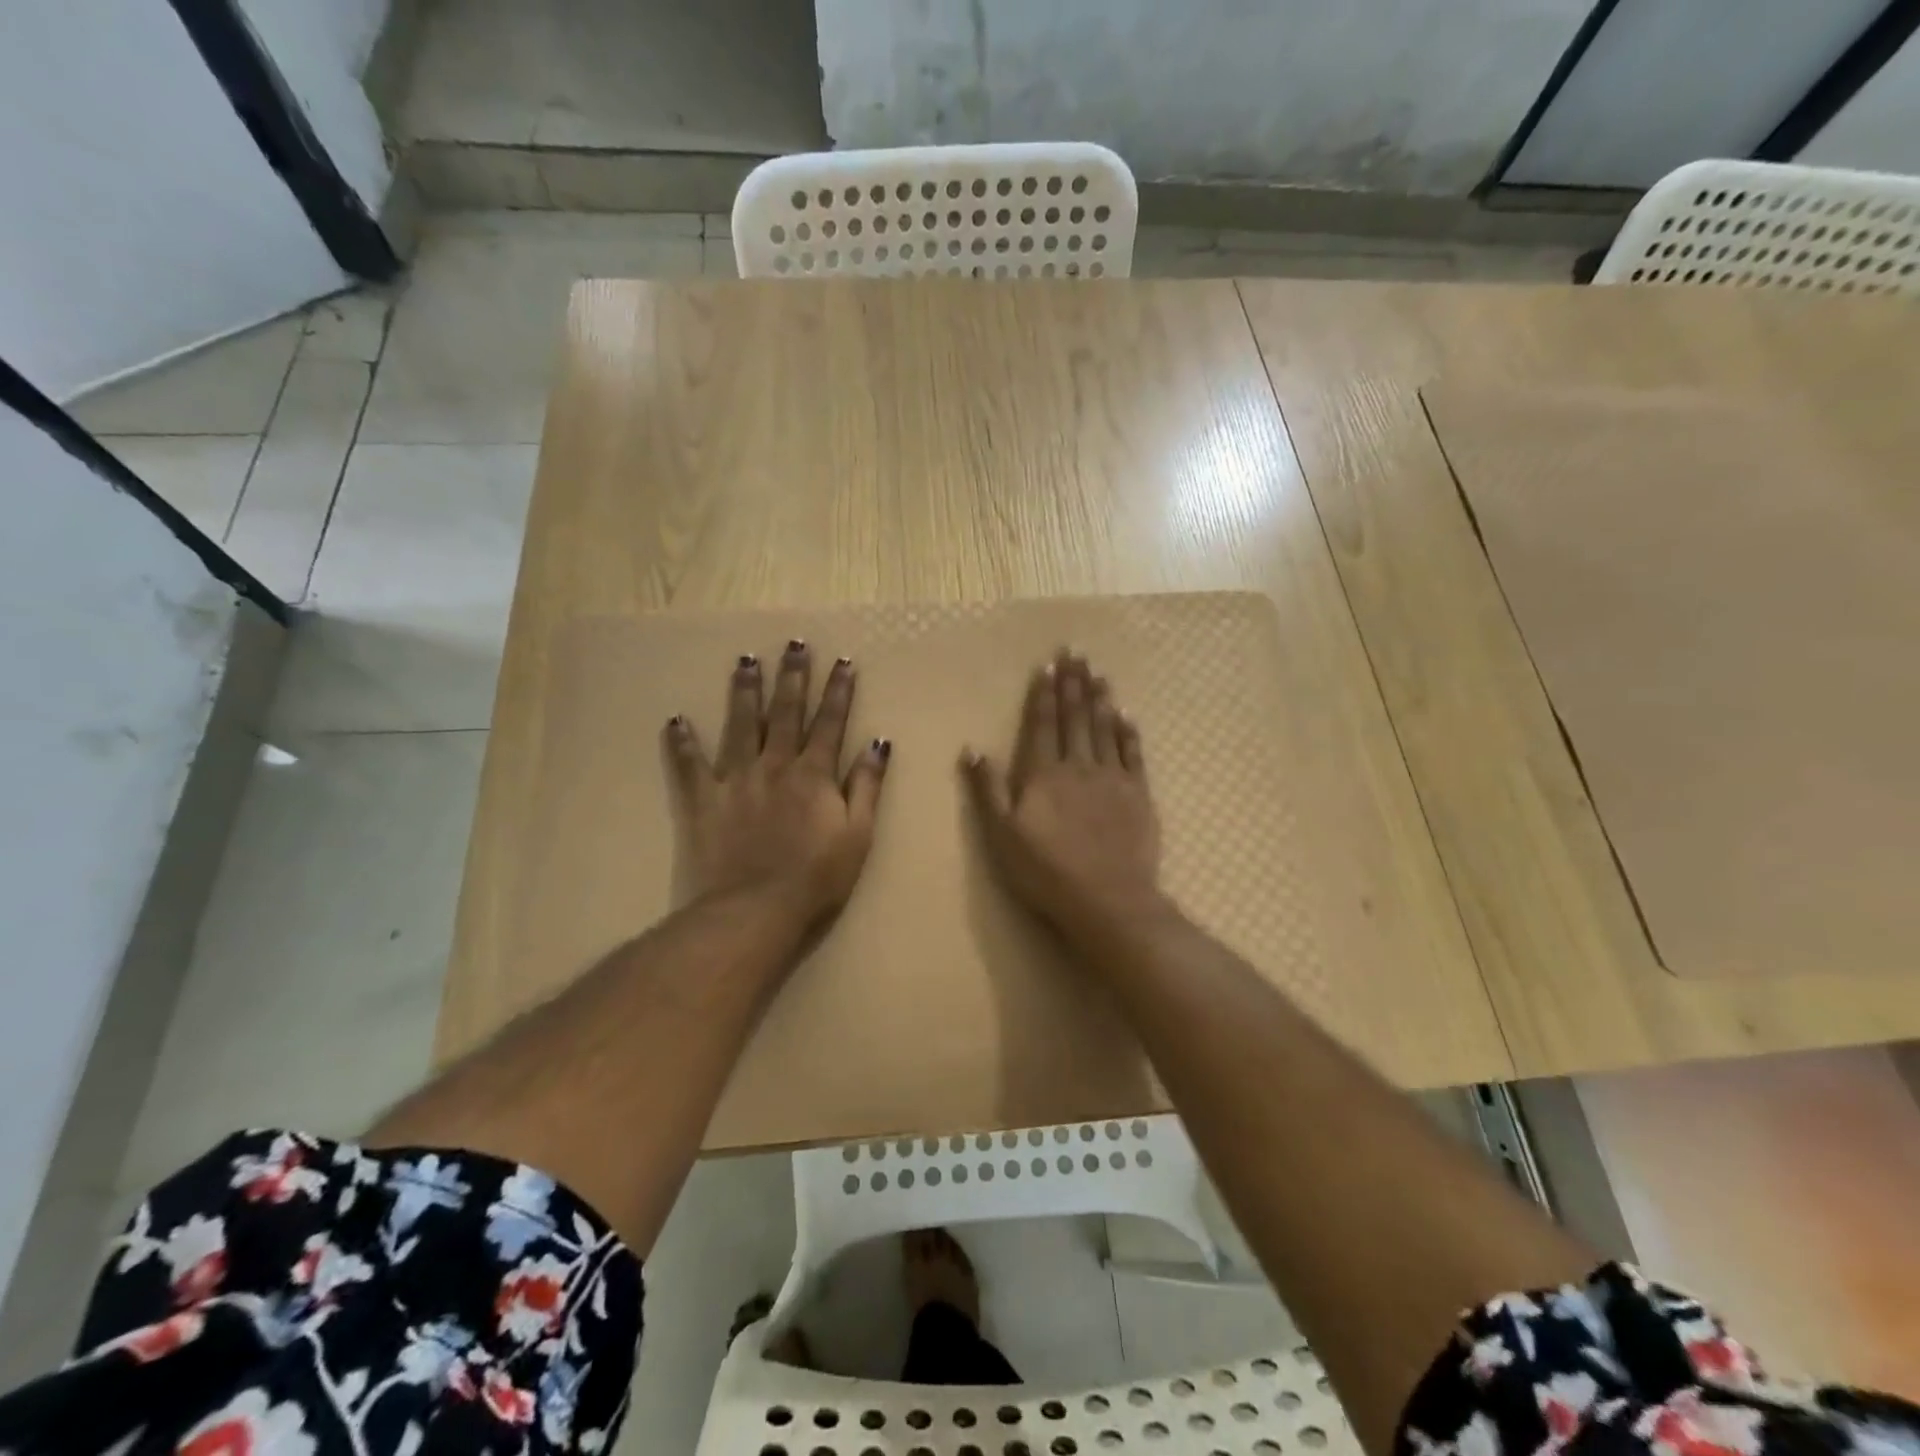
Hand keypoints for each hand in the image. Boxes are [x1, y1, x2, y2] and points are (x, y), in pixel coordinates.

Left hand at [664, 641, 889, 924]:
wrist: (756, 909)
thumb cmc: (817, 877)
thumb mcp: (858, 834)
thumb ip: (866, 785)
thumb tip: (878, 742)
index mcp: (814, 774)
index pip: (830, 722)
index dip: (838, 691)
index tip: (842, 660)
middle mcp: (775, 765)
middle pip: (786, 713)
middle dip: (792, 676)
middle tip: (793, 643)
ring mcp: (735, 779)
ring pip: (741, 725)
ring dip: (745, 691)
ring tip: (746, 660)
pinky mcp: (703, 800)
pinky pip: (689, 766)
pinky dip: (682, 743)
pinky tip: (675, 720)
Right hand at [962, 651, 1163, 943]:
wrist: (1107, 899)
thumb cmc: (1045, 871)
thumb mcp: (1001, 835)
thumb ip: (987, 789)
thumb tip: (972, 748)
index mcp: (1044, 774)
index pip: (1043, 724)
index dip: (1044, 694)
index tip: (1048, 666)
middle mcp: (1078, 766)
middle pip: (1075, 717)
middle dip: (1073, 683)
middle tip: (1075, 652)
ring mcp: (1112, 778)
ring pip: (1105, 728)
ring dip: (1100, 698)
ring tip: (1098, 672)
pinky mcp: (1138, 794)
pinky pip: (1133, 753)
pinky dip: (1128, 731)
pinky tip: (1126, 714)